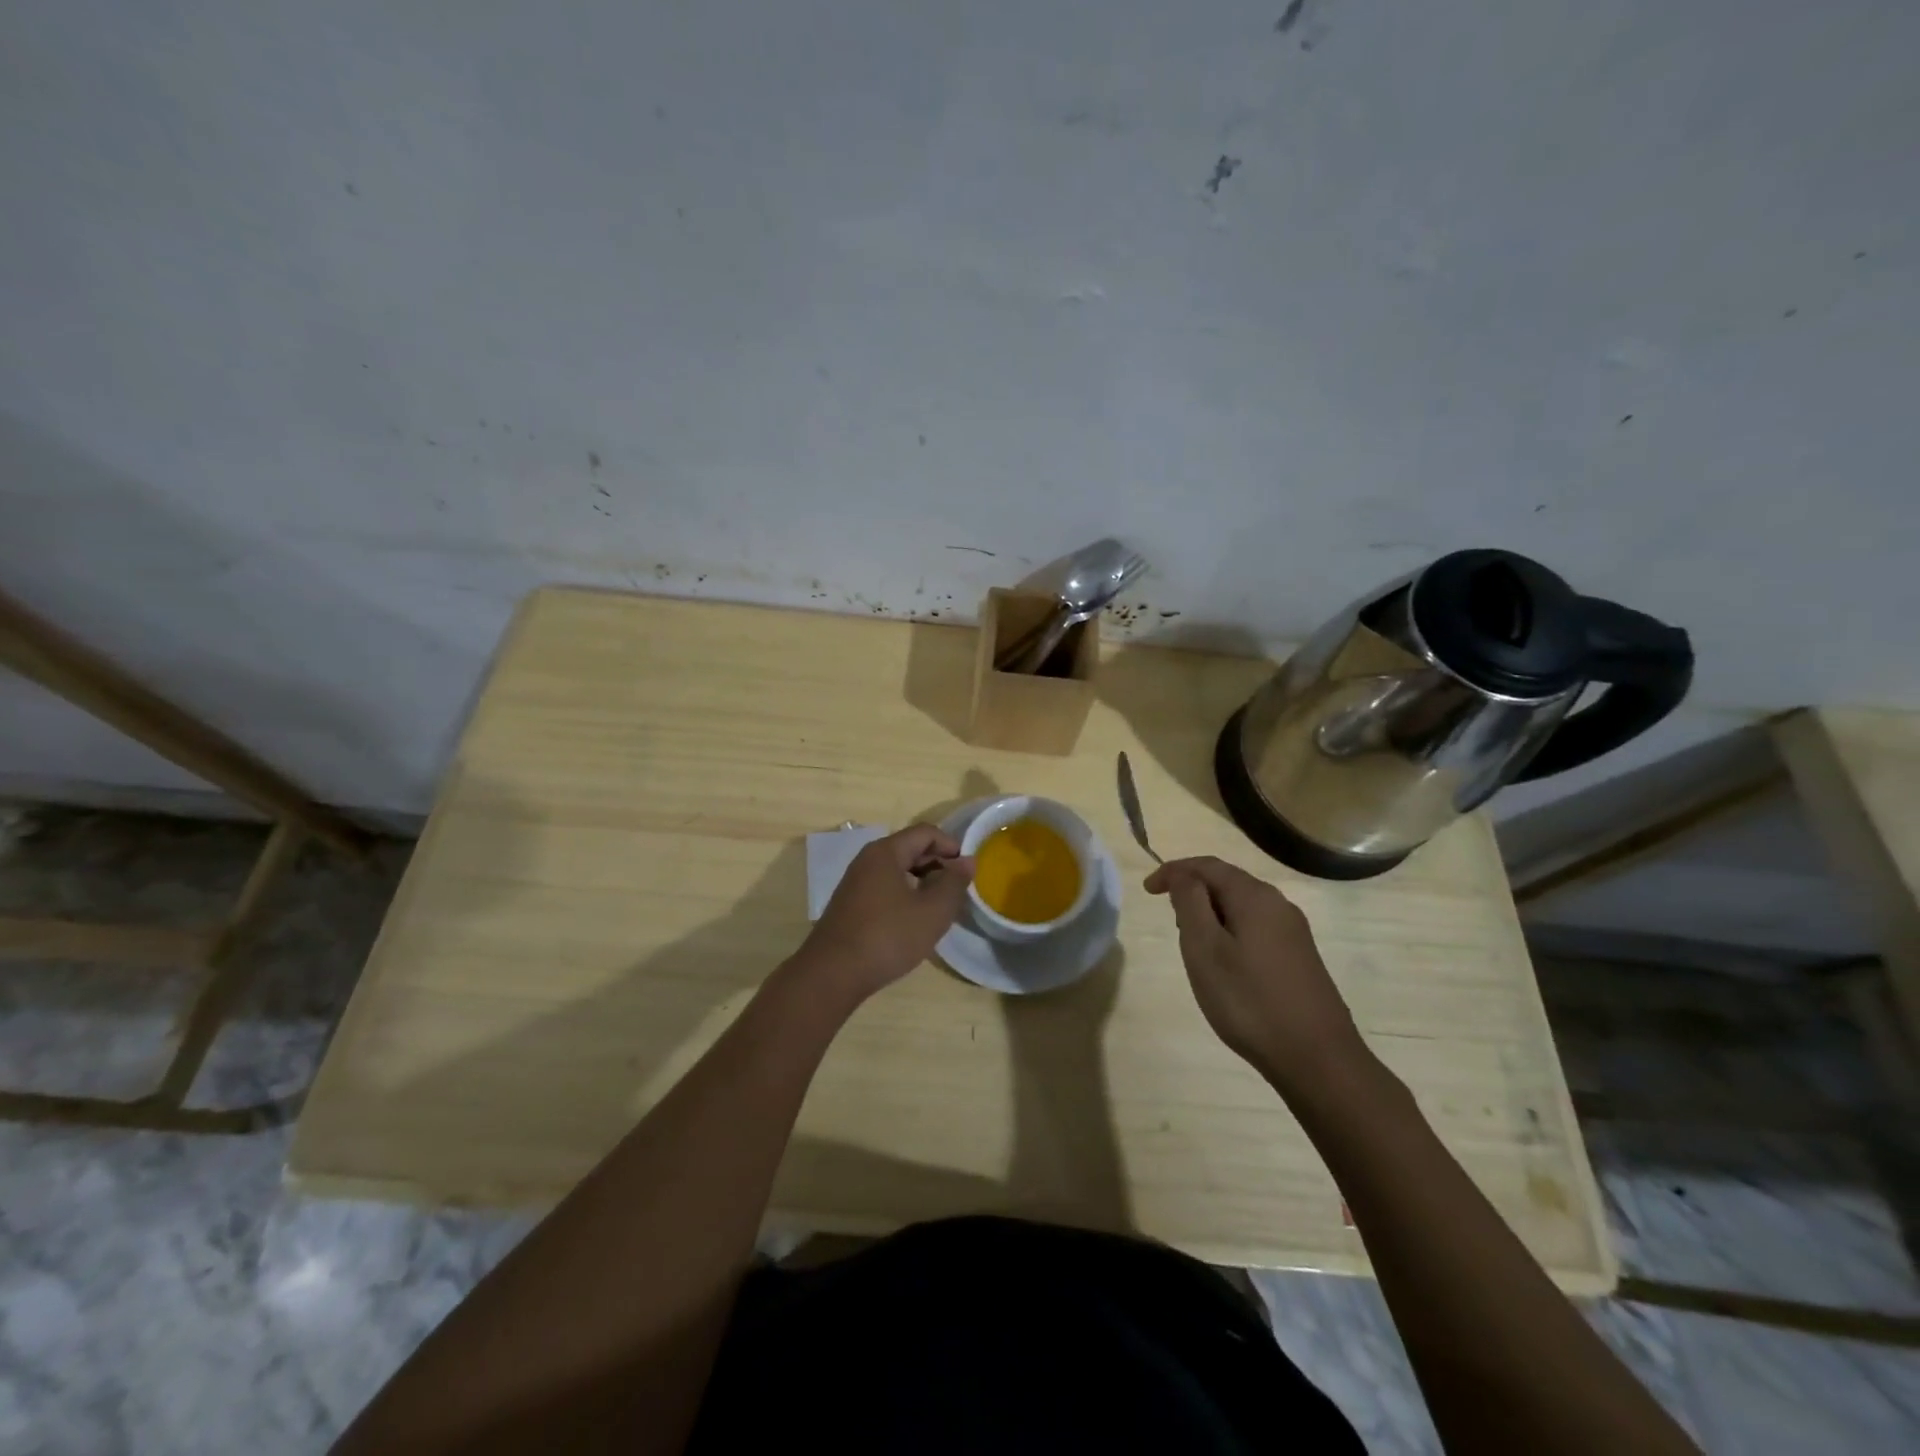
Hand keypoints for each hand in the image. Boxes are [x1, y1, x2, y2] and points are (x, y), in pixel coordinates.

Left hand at [798, 825, 973, 1002]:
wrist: (832, 974)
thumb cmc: (888, 936)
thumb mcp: (932, 911)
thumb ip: (954, 883)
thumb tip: (967, 861)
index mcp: (886, 852)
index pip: (925, 833)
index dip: (951, 845)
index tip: (968, 869)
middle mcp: (867, 860)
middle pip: (910, 849)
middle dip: (938, 864)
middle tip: (958, 890)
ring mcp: (855, 883)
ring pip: (897, 870)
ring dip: (922, 882)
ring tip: (940, 906)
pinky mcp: (850, 906)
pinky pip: (885, 888)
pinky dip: (905, 895)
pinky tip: (914, 921)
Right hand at [1144, 856, 1367, 1092]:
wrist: (1317, 1058)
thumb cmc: (1249, 1000)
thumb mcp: (1205, 949)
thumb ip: (1190, 903)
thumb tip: (1182, 875)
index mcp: (1254, 896)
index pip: (1207, 865)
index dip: (1174, 871)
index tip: (1147, 891)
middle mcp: (1278, 904)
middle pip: (1227, 881)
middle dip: (1193, 892)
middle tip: (1171, 920)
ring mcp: (1294, 931)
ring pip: (1242, 906)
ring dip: (1212, 913)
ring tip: (1193, 943)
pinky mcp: (1300, 956)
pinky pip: (1256, 927)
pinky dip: (1231, 931)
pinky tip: (1225, 963)